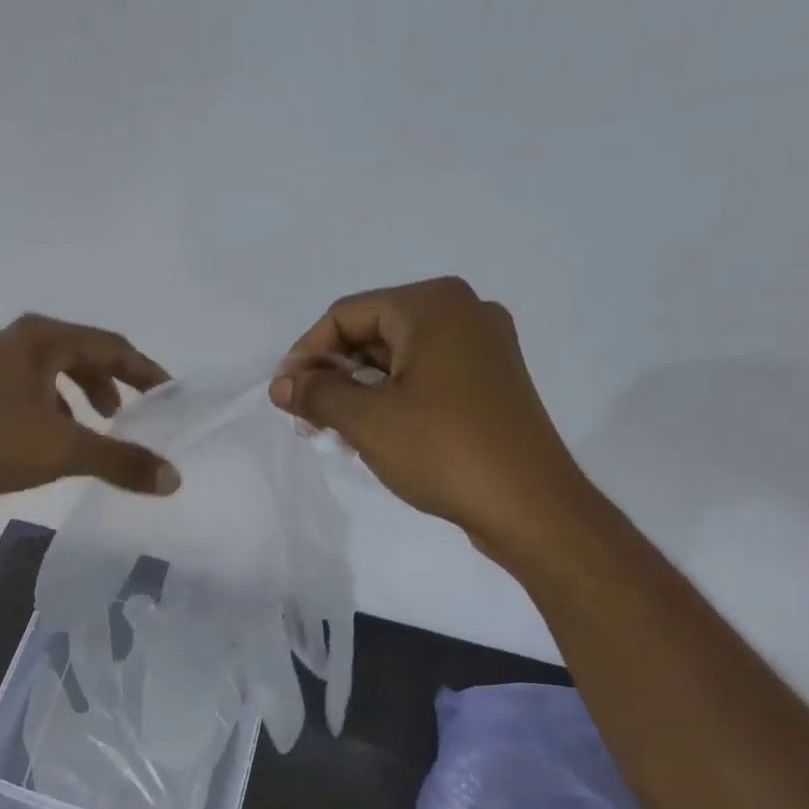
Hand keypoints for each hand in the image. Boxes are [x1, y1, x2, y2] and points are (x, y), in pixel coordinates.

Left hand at [0, 313, 179, 510]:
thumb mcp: (64, 450)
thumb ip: (120, 461)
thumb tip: (173, 479)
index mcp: (39, 339)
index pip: (109, 345)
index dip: (144, 371)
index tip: (168, 395)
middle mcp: (13, 342)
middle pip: (78, 354)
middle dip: (108, 384)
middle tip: (124, 416)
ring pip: (48, 376)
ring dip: (76, 400)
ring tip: (90, 432)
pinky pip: (24, 394)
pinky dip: (48, 413)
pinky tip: (47, 445)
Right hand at [270, 277, 591, 557]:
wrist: (527, 503)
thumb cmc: (442, 450)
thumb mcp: (367, 420)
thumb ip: (316, 394)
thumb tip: (281, 384)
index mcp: (432, 305)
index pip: (346, 314)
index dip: (306, 354)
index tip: (284, 397)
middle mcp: (462, 313)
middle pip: (373, 332)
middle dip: (332, 374)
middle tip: (305, 418)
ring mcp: (481, 347)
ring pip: (397, 358)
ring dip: (357, 391)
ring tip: (331, 432)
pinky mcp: (488, 382)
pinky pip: (423, 377)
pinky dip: (390, 399)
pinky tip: (370, 435)